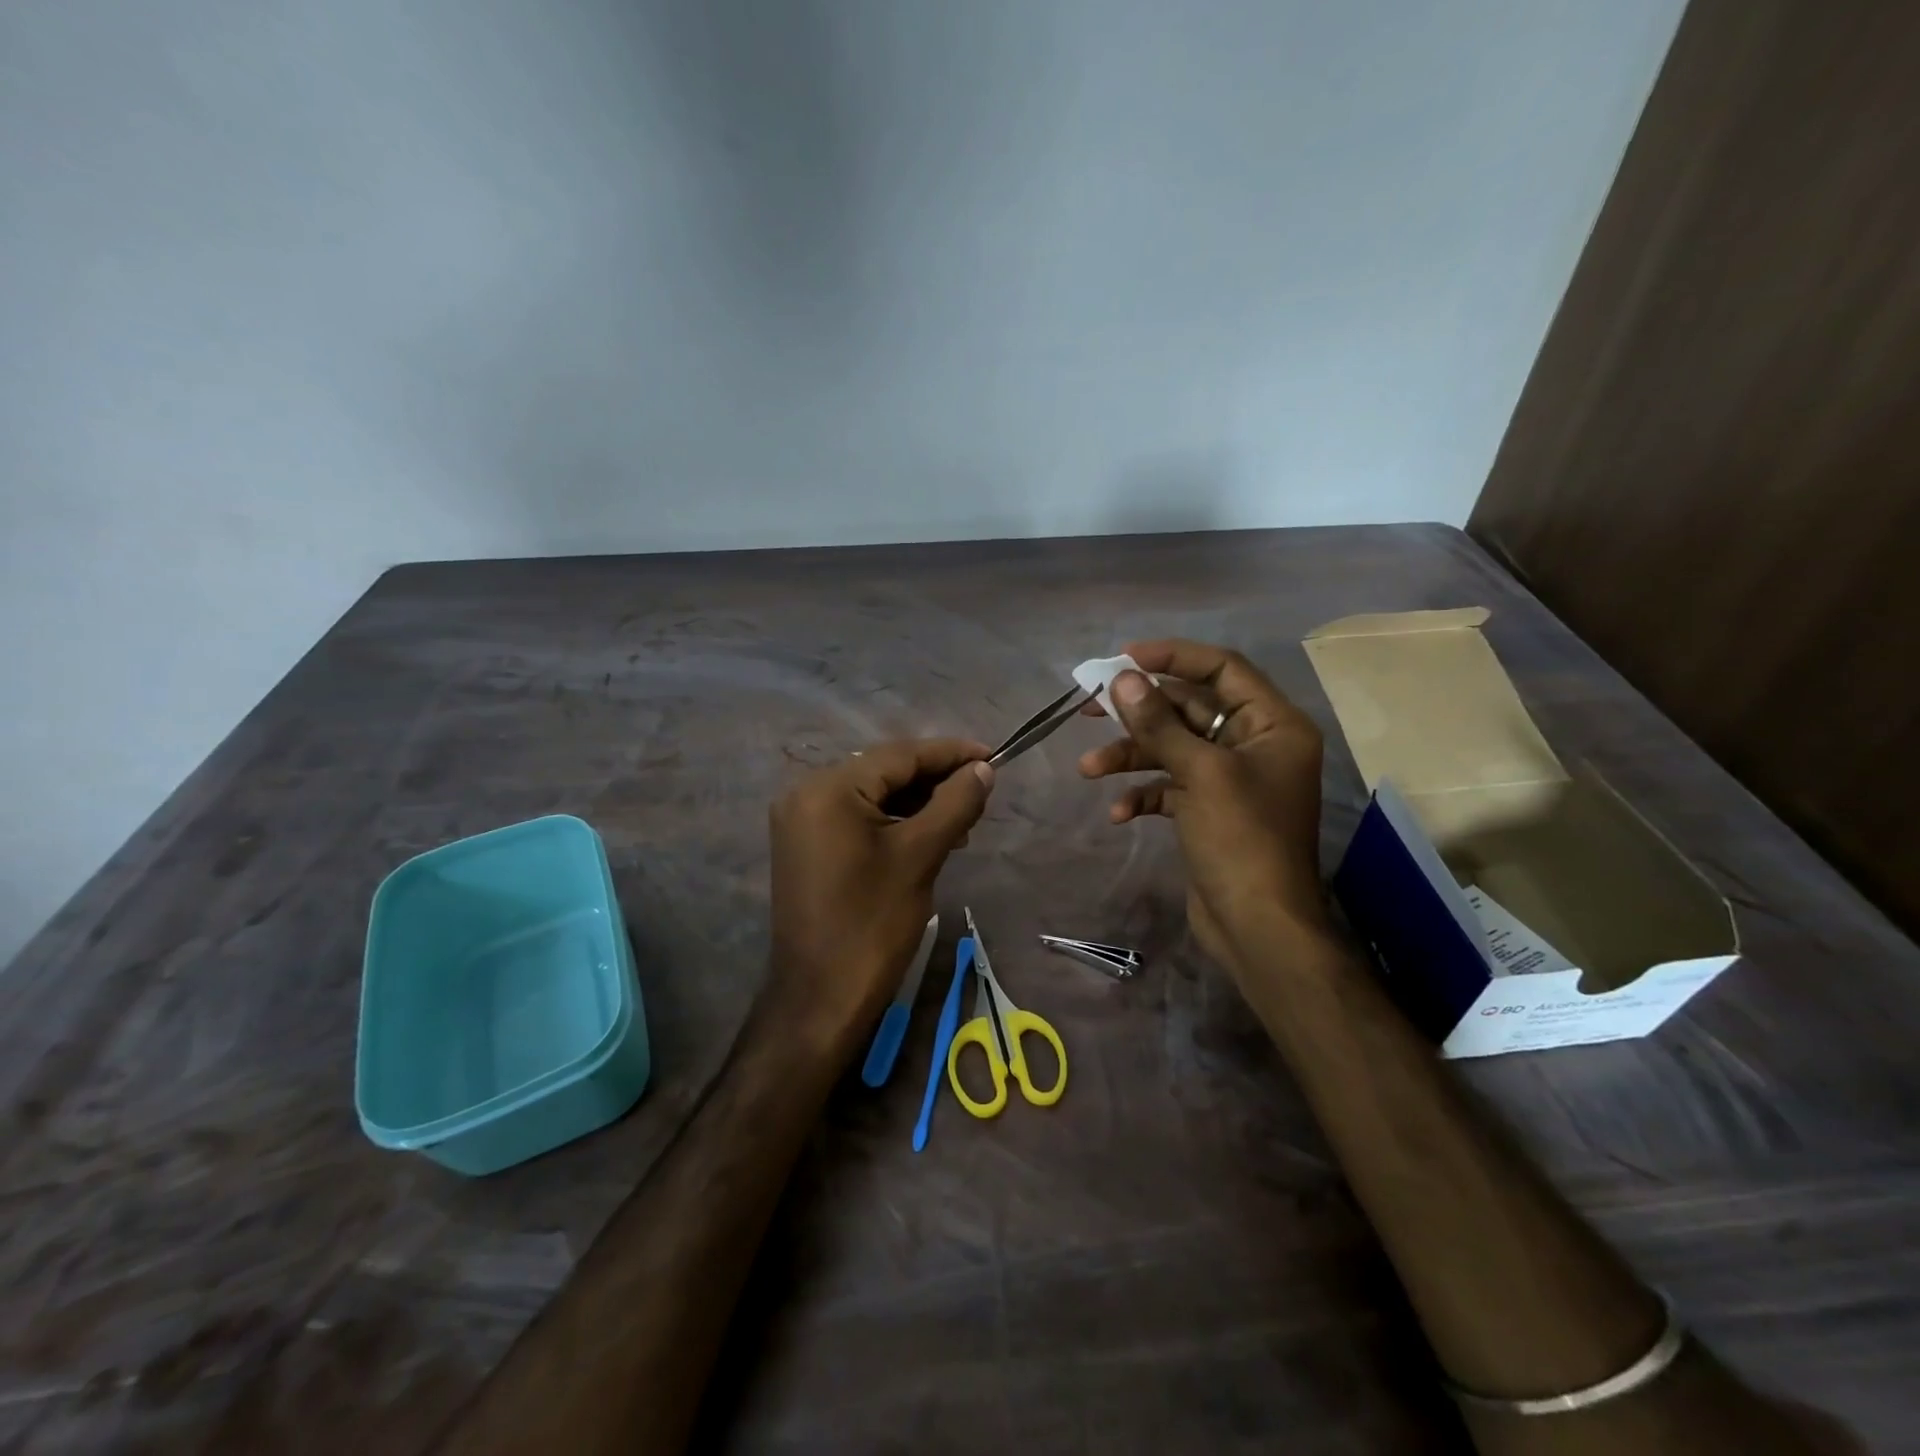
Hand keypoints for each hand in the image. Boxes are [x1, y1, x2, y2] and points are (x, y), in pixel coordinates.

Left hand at [768, 739, 994, 1041]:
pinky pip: (857, 817)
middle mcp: (806, 793)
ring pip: (873, 794)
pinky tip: (929, 836)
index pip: (899, 755)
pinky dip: (894, 822)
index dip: (950, 753)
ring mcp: (802, 820)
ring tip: (963, 823)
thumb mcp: (920, 856)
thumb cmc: (872, 925)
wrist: (820, 999)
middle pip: (884, 771)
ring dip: (918, 803)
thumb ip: (954, 803)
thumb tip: (982, 769)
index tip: (993, 756)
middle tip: (981, 794)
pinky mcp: (806, 845)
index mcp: (828, 789)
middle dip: (935, 780)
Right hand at [1078, 641, 1328, 974]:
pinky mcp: (1208, 811)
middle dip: (1139, 712)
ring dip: (1131, 756)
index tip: (1123, 659)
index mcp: (1272, 724)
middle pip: (1189, 708)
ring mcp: (1230, 780)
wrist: (1258, 928)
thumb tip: (1123, 680)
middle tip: (1090, 707)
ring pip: (1173, 749)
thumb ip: (1159, 723)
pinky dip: (1143, 793)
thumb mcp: (1200, 774)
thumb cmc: (1241, 840)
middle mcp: (1254, 744)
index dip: (1173, 656)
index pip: (1222, 668)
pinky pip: (1170, 787)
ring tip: (1089, 770)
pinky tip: (1119, 813)